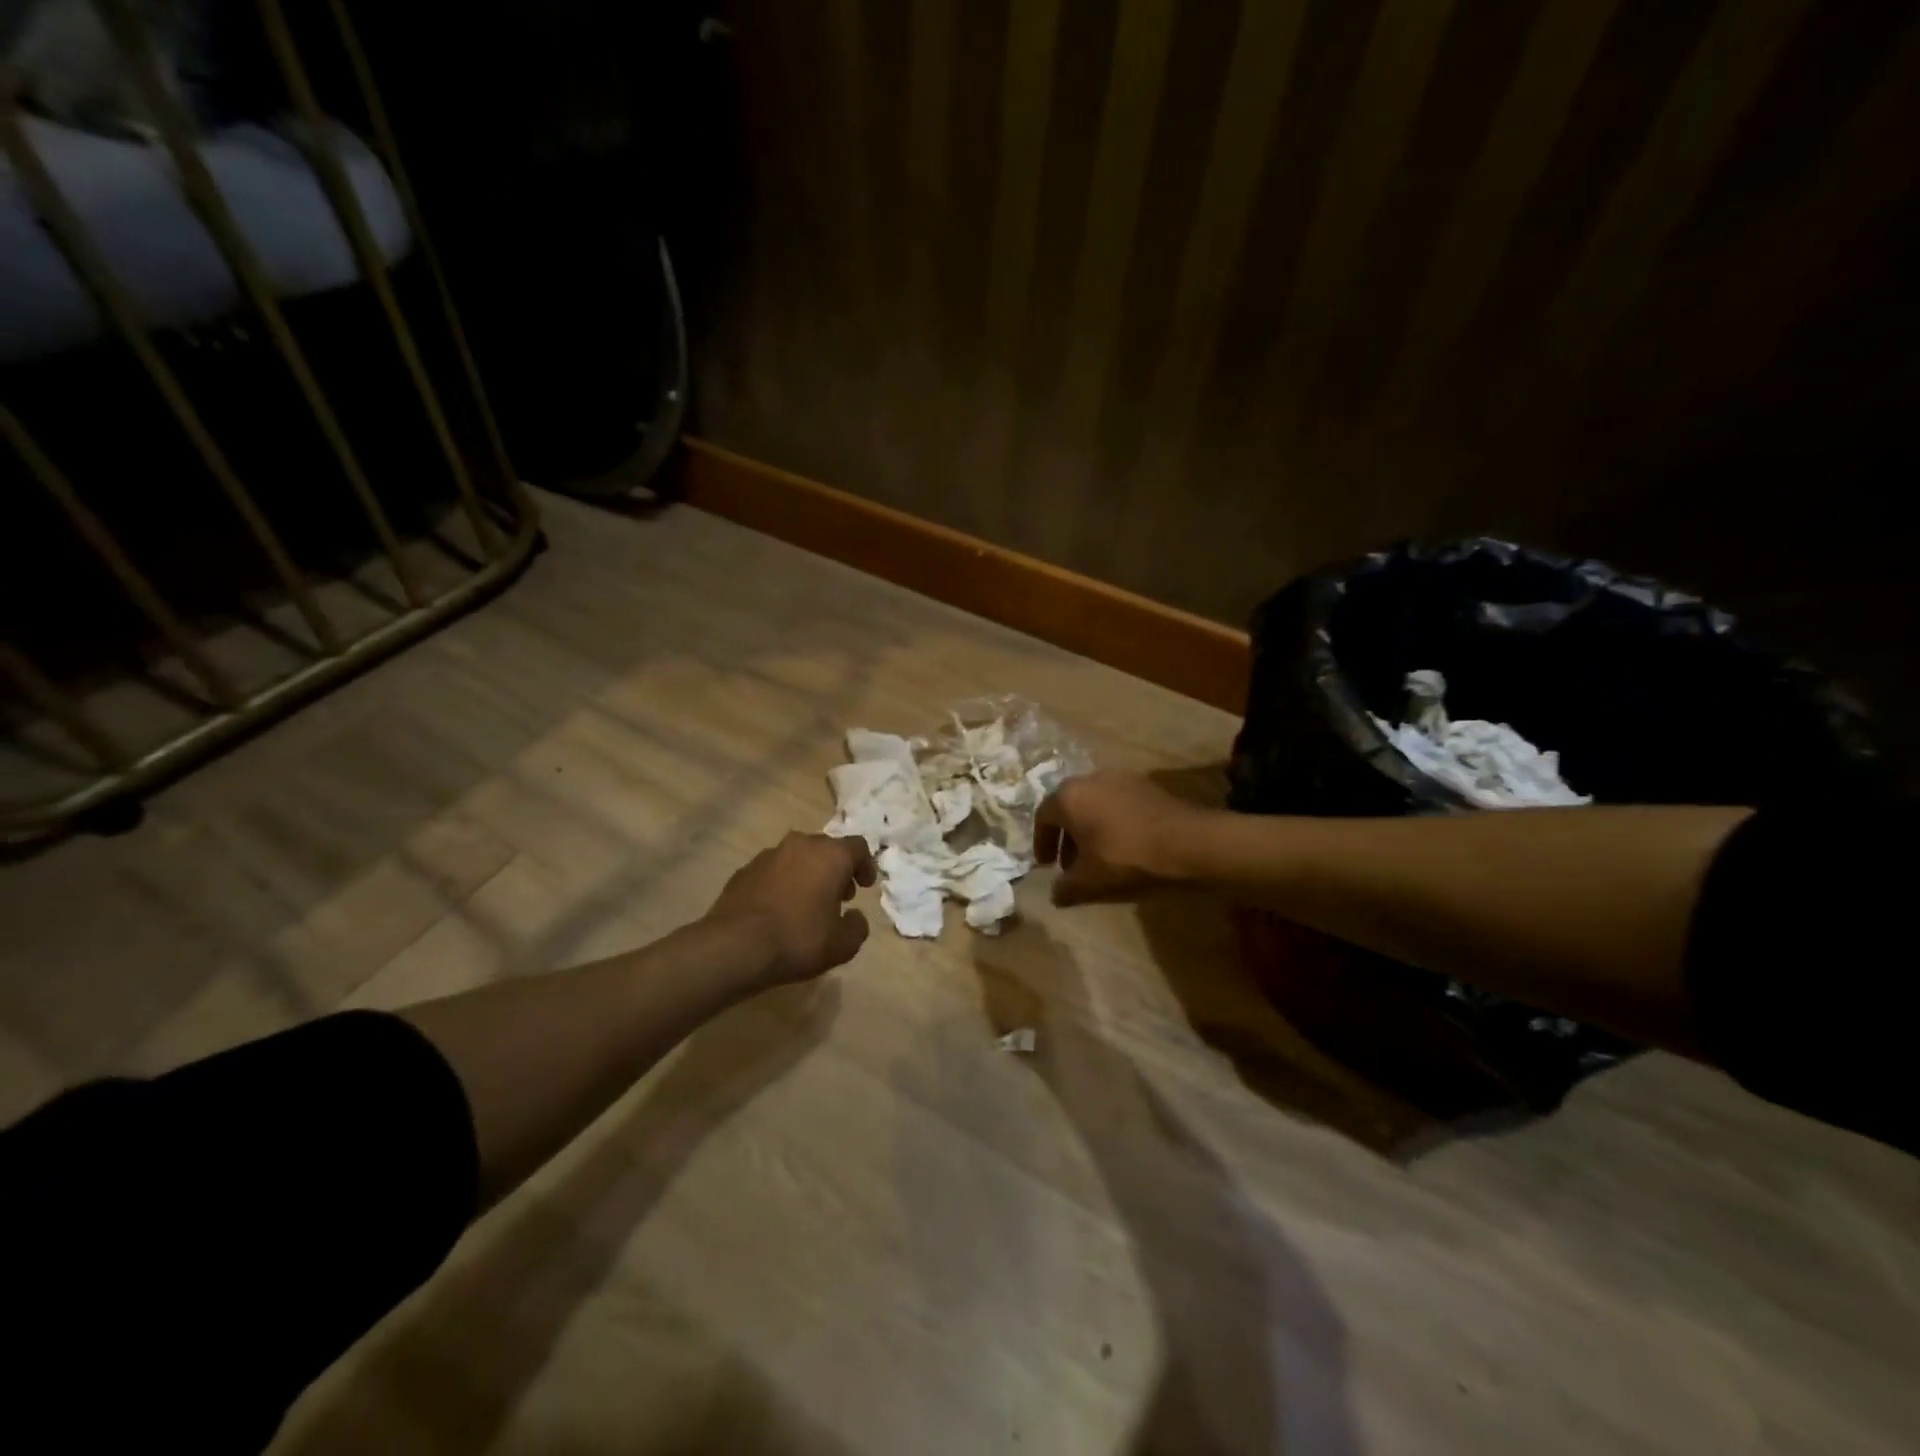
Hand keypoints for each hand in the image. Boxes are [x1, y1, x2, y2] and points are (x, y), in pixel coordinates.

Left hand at [705, 832, 877, 983]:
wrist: (734, 946)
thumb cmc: (798, 939)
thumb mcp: (843, 945)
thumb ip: (857, 927)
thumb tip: (854, 916)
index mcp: (830, 855)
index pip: (858, 847)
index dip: (865, 865)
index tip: (865, 886)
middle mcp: (800, 845)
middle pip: (826, 848)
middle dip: (836, 870)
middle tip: (839, 896)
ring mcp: (768, 855)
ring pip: (798, 857)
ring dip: (808, 875)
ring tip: (807, 905)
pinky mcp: (743, 870)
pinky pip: (773, 871)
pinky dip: (782, 884)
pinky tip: (779, 910)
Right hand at [1036, 771, 1211, 905]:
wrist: (1188, 843)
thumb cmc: (1127, 859)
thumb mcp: (1089, 882)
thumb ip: (1065, 888)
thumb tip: (1055, 894)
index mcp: (1069, 797)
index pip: (1043, 817)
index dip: (1041, 843)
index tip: (1046, 866)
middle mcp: (1090, 779)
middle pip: (1069, 807)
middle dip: (1066, 836)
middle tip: (1071, 864)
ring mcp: (1121, 778)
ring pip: (1095, 804)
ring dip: (1090, 828)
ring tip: (1099, 856)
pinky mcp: (1147, 785)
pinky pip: (1118, 804)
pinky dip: (1113, 822)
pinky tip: (1125, 845)